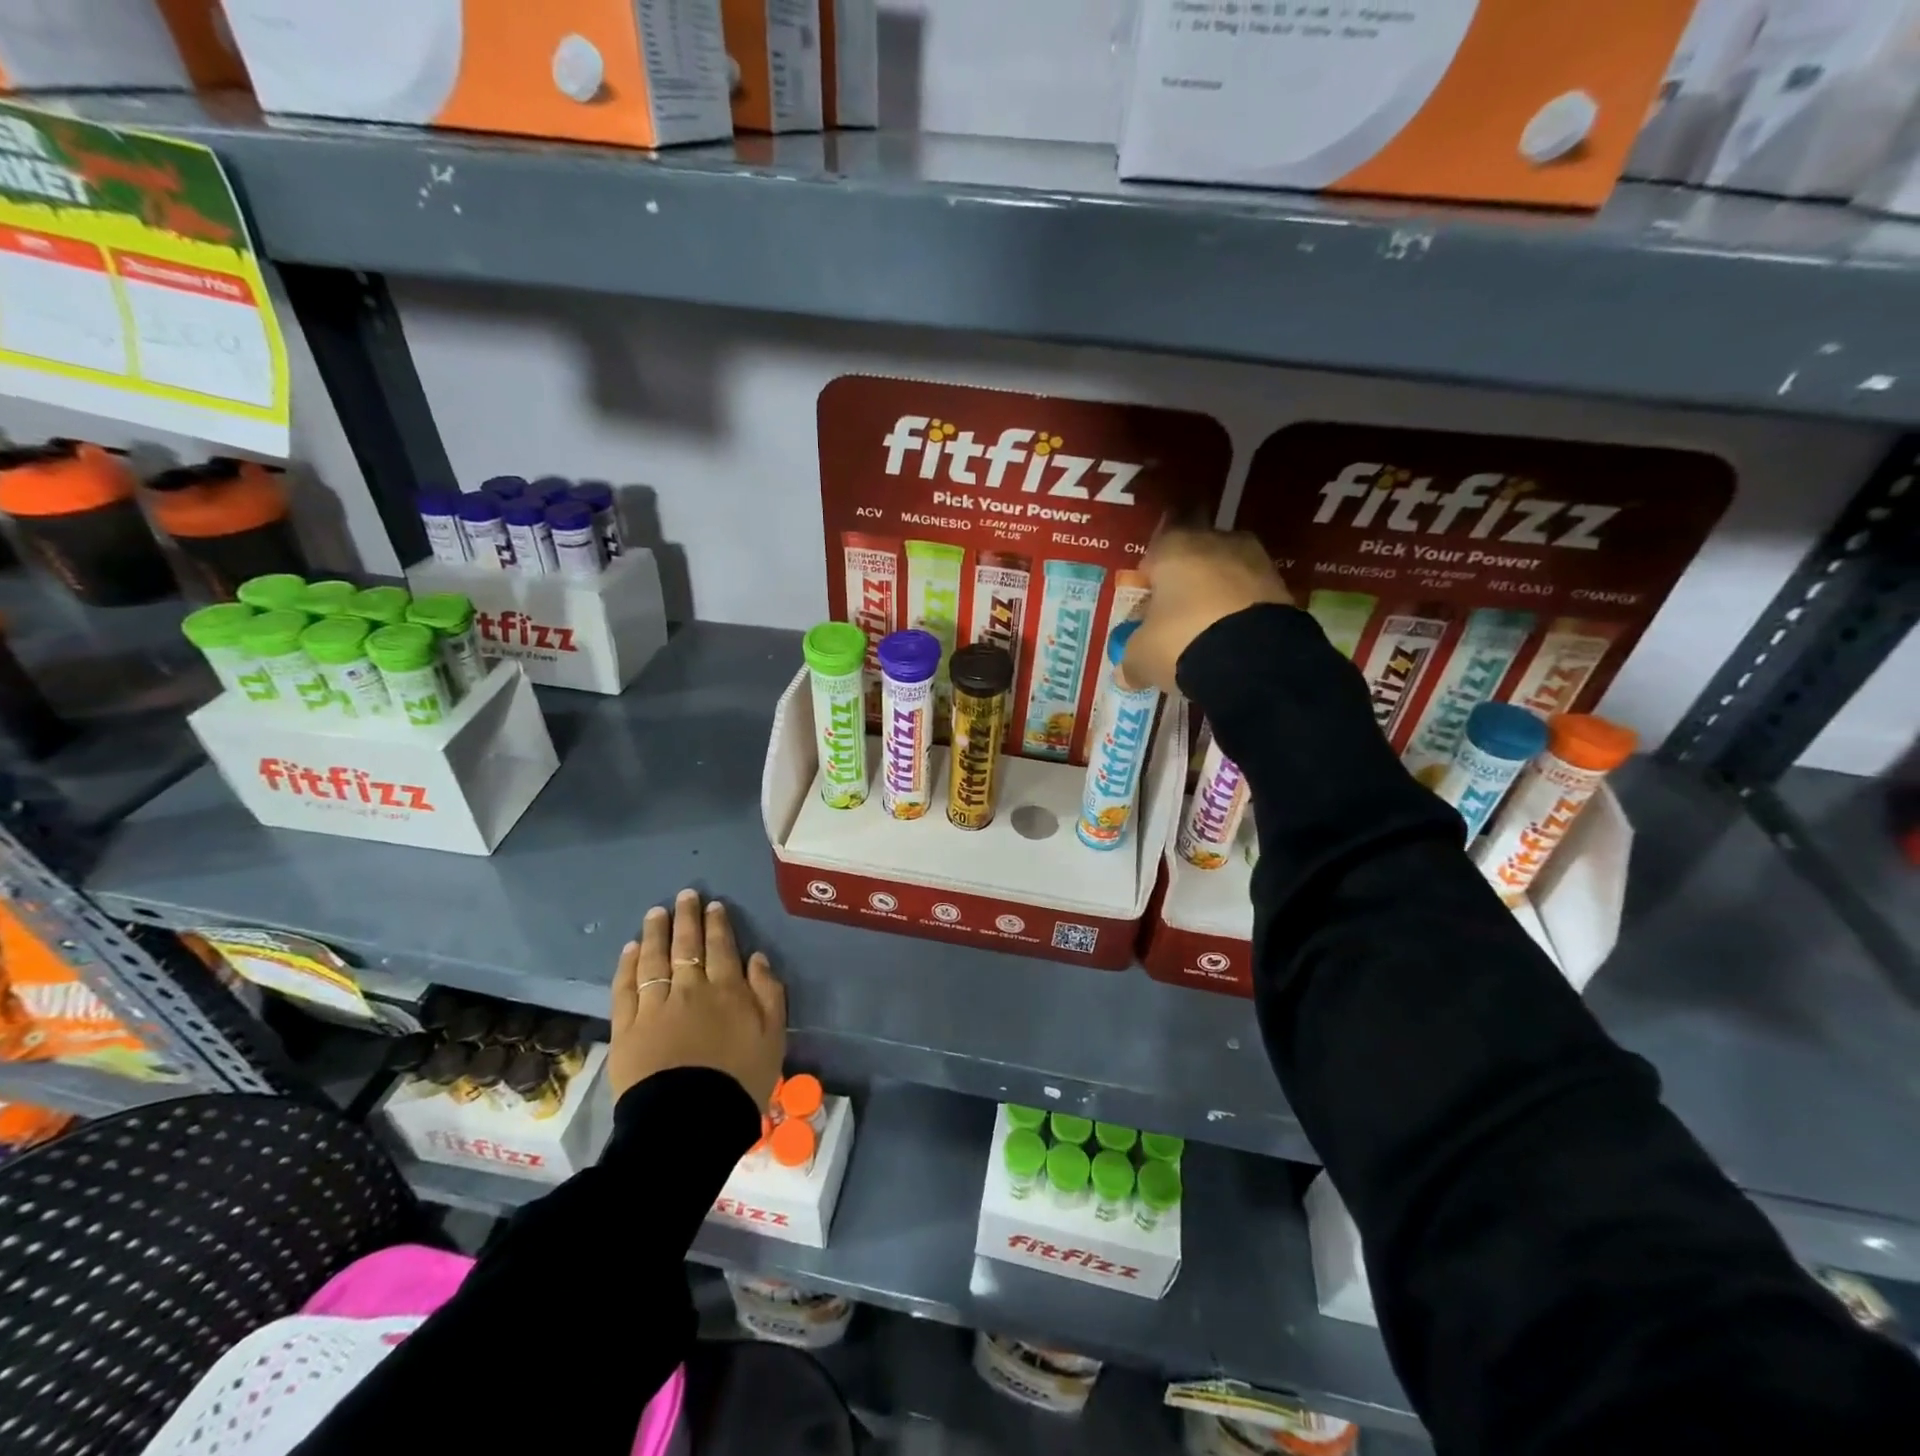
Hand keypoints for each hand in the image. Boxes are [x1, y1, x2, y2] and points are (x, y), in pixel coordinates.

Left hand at [609, 889, 786, 1106]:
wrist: (689, 1122)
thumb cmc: (740, 1081)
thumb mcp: (773, 1038)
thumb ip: (768, 994)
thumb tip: (757, 958)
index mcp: (728, 990)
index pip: (722, 947)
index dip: (717, 924)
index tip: (713, 905)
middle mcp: (691, 989)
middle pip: (687, 945)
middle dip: (687, 917)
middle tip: (685, 895)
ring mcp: (655, 1006)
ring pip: (654, 959)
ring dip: (655, 932)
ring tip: (656, 913)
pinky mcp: (628, 1027)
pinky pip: (626, 987)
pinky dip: (628, 965)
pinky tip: (630, 949)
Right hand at [1122, 527, 1291, 693]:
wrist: (1253, 658)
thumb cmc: (1181, 640)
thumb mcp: (1142, 656)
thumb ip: (1131, 660)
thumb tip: (1126, 674)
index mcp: (1173, 546)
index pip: (1156, 547)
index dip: (1150, 574)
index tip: (1148, 602)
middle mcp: (1215, 541)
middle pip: (1195, 555)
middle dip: (1187, 580)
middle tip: (1177, 616)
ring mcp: (1255, 560)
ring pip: (1227, 572)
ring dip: (1218, 594)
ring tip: (1208, 631)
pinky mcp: (1283, 585)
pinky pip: (1251, 594)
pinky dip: (1242, 611)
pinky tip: (1233, 639)